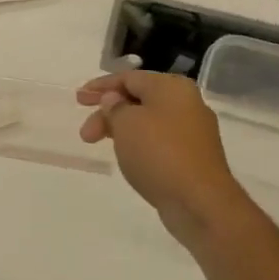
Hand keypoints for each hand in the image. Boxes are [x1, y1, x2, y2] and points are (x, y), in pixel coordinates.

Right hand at [78, 70, 244, 250]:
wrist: (199, 202)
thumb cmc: (159, 153)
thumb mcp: (126, 123)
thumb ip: (114, 106)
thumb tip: (114, 100)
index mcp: (171, 87)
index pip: (129, 78)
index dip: (100, 86)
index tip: (78, 98)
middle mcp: (187, 102)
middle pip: (138, 99)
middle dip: (108, 113)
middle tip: (85, 133)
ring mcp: (193, 130)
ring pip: (148, 121)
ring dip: (121, 129)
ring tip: (102, 146)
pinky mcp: (194, 156)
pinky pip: (159, 140)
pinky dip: (138, 143)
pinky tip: (128, 156)